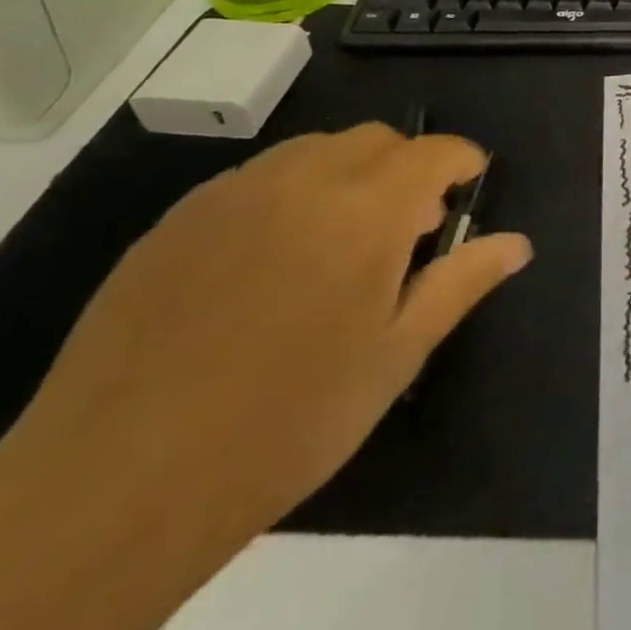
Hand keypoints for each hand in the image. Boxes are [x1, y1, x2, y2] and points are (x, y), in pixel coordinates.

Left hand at [0, 124, 530, 548]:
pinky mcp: (175, 222)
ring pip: (314, 150)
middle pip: (375, 141)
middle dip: (407, 169)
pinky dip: (288, 195)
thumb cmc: (287, 423)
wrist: (113, 488)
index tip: (469, 191)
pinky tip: (270, 265)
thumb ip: (462, 283)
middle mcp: (302, 181)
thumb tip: (518, 243)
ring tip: (340, 246)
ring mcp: (230, 196)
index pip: (434, 152)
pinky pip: (254, 180)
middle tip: (407, 233)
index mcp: (366, 210)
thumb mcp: (395, 356)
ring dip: (348, 176)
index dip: (462, 162)